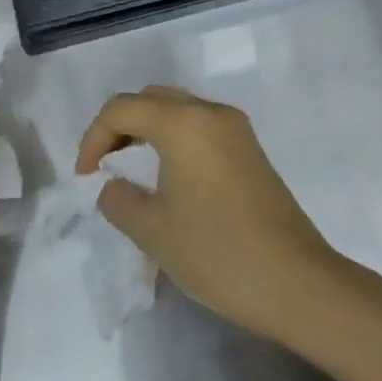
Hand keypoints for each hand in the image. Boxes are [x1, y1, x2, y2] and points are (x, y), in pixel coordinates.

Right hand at [76, 86, 339, 338]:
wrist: (296, 281)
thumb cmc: (217, 252)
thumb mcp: (152, 231)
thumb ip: (119, 199)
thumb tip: (114, 186)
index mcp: (183, 122)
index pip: (122, 108)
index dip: (93, 138)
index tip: (85, 178)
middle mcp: (210, 112)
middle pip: (151, 99)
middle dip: (120, 127)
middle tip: (105, 166)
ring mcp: (236, 128)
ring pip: (178, 110)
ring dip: (148, 131)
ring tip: (132, 171)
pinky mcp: (251, 149)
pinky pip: (201, 127)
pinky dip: (175, 139)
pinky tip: (169, 178)